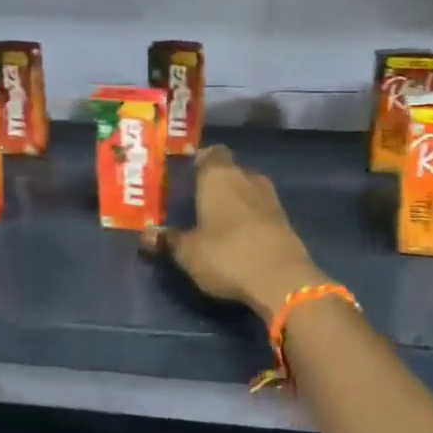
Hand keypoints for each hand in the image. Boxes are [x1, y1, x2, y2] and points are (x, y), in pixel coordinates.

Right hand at [147, 146, 326, 317]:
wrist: (281, 278)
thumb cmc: (226, 255)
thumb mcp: (188, 253)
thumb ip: (168, 240)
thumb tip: (146, 235)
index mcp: (219, 176)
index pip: (211, 153)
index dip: (201, 159)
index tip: (189, 172)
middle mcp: (246, 178)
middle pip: (230, 170)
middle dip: (217, 181)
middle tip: (198, 198)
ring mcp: (270, 197)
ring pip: (248, 188)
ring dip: (236, 198)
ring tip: (218, 216)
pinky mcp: (285, 219)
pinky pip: (261, 208)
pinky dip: (250, 215)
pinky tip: (239, 232)